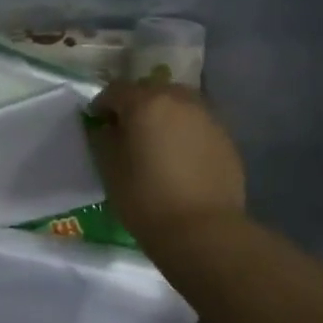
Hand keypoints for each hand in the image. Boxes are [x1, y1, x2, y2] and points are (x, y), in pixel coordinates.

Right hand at [87, 80, 247, 257]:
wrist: (202, 231)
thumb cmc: (145, 198)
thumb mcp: (109, 167)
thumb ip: (103, 138)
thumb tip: (107, 127)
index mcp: (145, 102)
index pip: (116, 90)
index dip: (102, 105)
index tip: (97, 122)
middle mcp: (179, 100)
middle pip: (151, 90)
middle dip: (136, 105)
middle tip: (127, 130)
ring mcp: (207, 117)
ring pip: (178, 104)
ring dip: (164, 115)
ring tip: (157, 142)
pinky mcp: (226, 138)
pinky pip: (197, 124)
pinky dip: (185, 132)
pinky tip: (180, 157)